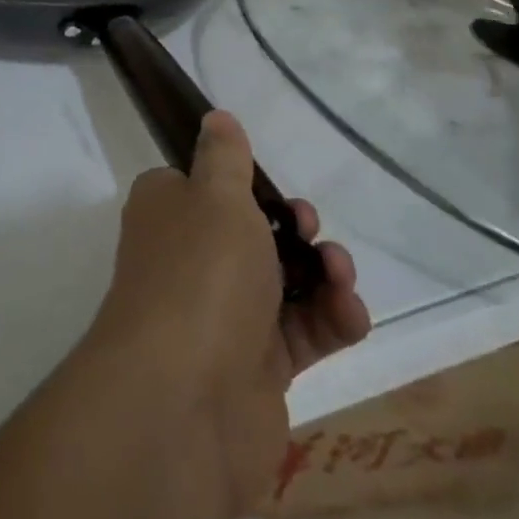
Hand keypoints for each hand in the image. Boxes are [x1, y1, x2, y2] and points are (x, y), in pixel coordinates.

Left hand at [85, 111, 370, 514]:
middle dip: (292, 226)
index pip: (201, 187)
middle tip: (308, 227)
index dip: (241, 185)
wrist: (186, 400)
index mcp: (168, 213)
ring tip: (338, 273)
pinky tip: (350, 313)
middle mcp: (190, 260)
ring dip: (321, 271)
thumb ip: (223, 157)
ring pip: (284, 280)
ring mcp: (223, 315)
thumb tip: (216, 117)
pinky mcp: (258, 367)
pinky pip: (304, 333)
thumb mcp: (214, 195)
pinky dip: (332, 320)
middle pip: (251, 232)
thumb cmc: (200, 274)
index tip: (269, 186)